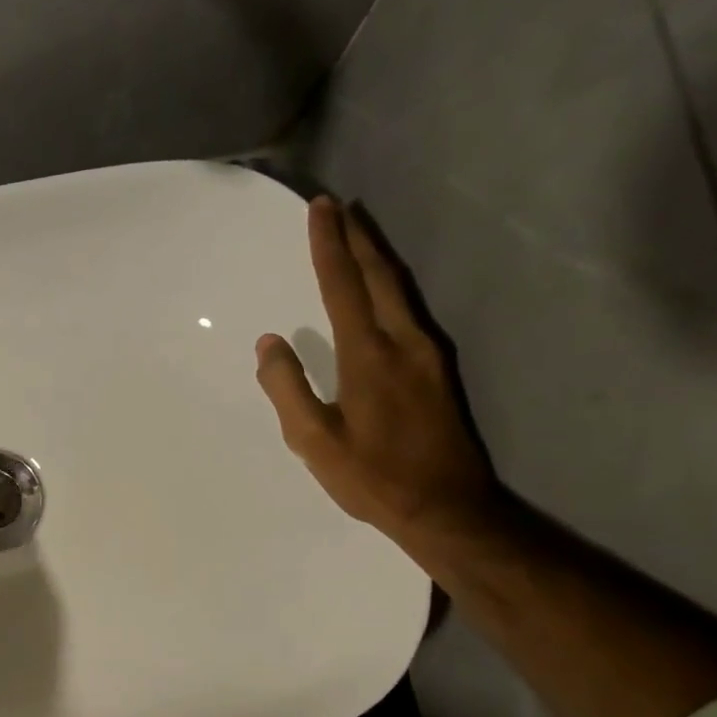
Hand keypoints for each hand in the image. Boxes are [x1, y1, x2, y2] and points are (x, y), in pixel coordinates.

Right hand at [255, 197, 500, 544]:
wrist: (446, 508)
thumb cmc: (371, 476)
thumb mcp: (313, 441)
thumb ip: (288, 388)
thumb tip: (270, 343)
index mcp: (368, 355)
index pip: (343, 286)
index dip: (329, 246)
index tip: (319, 209)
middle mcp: (403, 342)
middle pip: (379, 276)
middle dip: (357, 237)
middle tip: (339, 208)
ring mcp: (428, 353)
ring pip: (399, 289)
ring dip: (377, 256)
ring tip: (359, 233)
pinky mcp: (438, 369)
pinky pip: (410, 309)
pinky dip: (390, 284)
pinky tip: (383, 287)